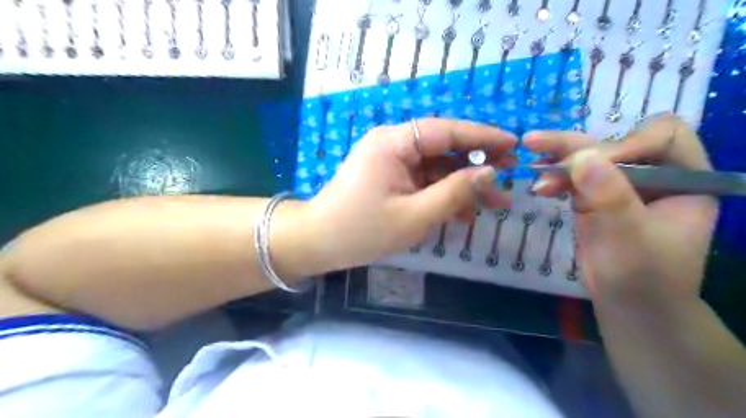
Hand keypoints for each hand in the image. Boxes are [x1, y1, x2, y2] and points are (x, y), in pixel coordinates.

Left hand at [307, 119, 517, 272]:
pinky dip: (444, 196)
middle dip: (477, 165)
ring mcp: (392, 163)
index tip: (514, 146)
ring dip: (464, 185)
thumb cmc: (361, 230)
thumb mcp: (413, 215)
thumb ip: (454, 192)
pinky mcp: (391, 179)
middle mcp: (394, 145)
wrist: (318, 243)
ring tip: (495, 204)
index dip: (483, 137)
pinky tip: (464, 214)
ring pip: (437, 168)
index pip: (447, 131)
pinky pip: (424, 182)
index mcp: (395, 143)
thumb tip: (490, 173)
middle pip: (445, 148)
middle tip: (510, 178)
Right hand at [521, 116, 719, 310]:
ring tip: (529, 154)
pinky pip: (573, 178)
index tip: (591, 166)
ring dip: (558, 159)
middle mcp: (653, 174)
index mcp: (685, 178)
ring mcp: (621, 185)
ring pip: (588, 158)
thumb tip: (581, 156)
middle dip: (576, 146)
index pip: (660, 137)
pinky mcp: (595, 198)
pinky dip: (554, 178)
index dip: (625, 143)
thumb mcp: (630, 237)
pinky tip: (539, 185)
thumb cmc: (644, 277)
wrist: (630, 306)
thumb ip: (610, 196)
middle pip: (615, 142)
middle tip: (535, 142)